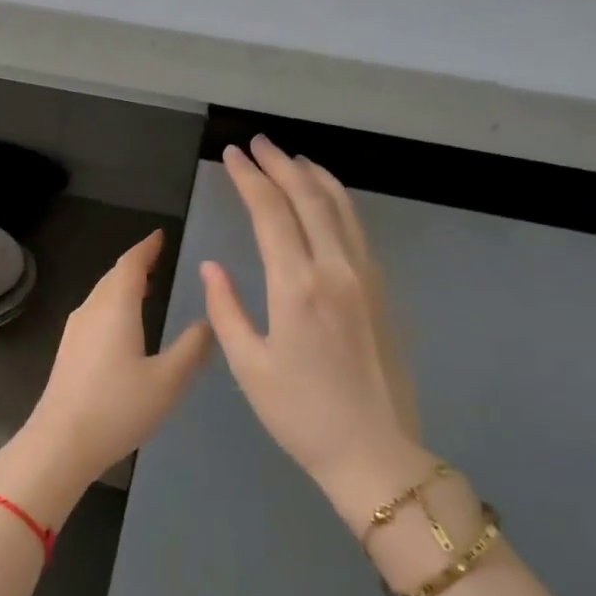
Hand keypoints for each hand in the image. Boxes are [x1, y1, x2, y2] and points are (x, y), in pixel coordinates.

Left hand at [0, 230, 212, 526]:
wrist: (61, 442)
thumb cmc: (118, 407)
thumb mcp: (168, 380)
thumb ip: (192, 348)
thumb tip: (209, 321)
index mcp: (115, 307)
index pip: (130, 264)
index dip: (147, 247)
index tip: (160, 235)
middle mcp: (91, 310)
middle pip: (113, 277)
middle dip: (135, 264)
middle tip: (158, 258)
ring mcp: (75, 331)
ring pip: (101, 295)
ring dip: (122, 285)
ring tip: (145, 286)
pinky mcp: (68, 351)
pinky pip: (95, 313)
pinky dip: (113, 305)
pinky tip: (123, 323)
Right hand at [201, 137, 433, 529]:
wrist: (375, 452)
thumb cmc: (301, 414)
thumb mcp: (249, 366)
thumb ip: (227, 309)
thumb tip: (213, 267)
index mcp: (297, 287)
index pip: (271, 214)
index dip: (250, 179)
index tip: (232, 155)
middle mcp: (336, 270)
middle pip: (309, 199)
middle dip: (280, 165)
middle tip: (258, 143)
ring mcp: (366, 277)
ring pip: (341, 208)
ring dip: (314, 177)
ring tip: (291, 158)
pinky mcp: (381, 291)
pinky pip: (357, 229)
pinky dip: (338, 202)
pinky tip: (326, 200)